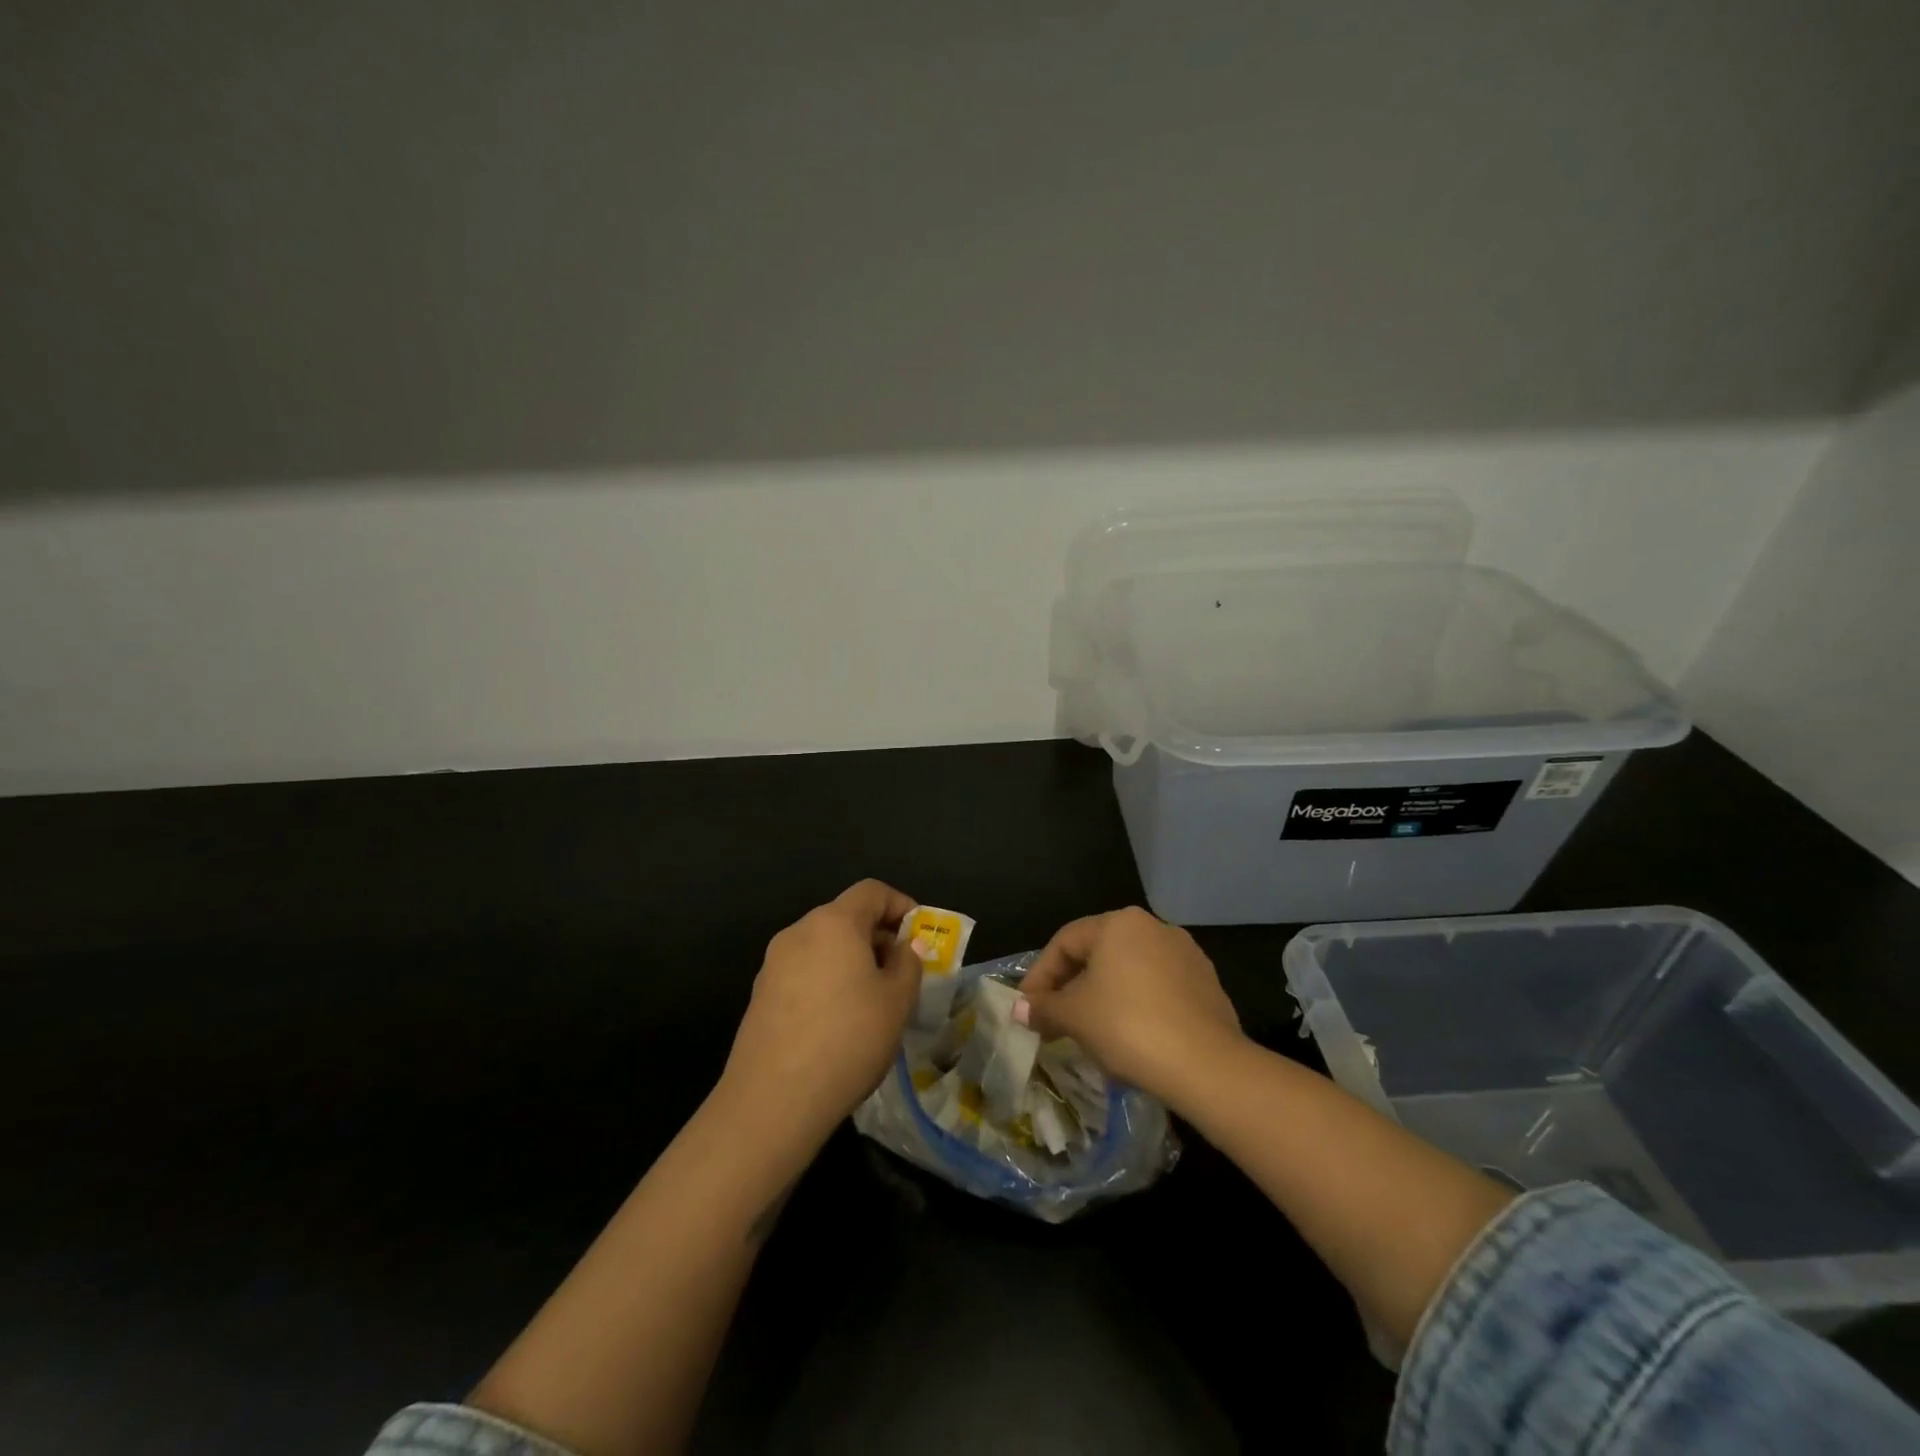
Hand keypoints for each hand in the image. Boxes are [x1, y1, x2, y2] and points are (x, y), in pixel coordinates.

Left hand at [720, 879, 920, 1141]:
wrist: (773, 1100)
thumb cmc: (848, 1039)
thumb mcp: (897, 1001)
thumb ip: (908, 963)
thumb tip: (905, 946)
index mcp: (834, 922)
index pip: (872, 891)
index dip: (901, 905)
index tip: (919, 935)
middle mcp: (799, 932)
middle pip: (845, 917)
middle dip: (877, 937)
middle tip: (901, 973)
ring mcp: (773, 963)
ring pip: (823, 946)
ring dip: (852, 961)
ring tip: (873, 1002)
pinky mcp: (760, 995)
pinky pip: (804, 972)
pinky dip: (827, 982)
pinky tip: (838, 1023)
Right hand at [1017, 907, 1241, 1095]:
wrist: (1207, 1065)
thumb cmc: (1128, 1026)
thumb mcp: (1075, 1017)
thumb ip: (1044, 1008)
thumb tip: (1018, 1009)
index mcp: (1119, 923)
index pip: (1065, 942)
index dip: (1040, 975)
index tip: (1027, 1008)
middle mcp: (1154, 927)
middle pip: (1098, 954)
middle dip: (1071, 988)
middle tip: (1053, 1022)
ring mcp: (1185, 954)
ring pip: (1128, 973)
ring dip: (1103, 999)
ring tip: (1089, 1034)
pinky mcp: (1206, 984)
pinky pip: (1157, 990)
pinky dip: (1136, 1008)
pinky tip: (1129, 1040)